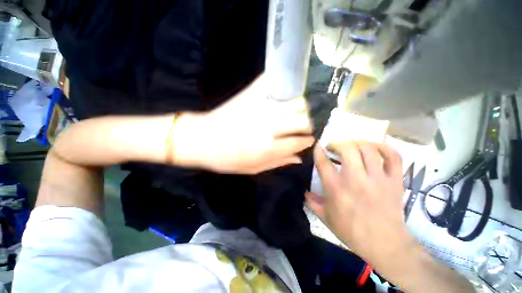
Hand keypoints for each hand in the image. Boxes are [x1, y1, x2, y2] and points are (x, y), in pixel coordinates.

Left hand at [174, 75, 314, 173]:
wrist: (201, 139)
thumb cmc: (226, 159)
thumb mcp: (253, 168)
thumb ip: (278, 162)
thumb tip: (299, 157)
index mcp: (270, 147)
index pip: (301, 141)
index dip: (308, 140)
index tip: (309, 139)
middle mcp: (271, 125)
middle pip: (304, 119)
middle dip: (310, 123)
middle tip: (308, 126)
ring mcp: (262, 106)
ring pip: (296, 101)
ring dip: (303, 107)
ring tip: (302, 111)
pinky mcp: (252, 93)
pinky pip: (274, 82)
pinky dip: (285, 83)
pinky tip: (289, 89)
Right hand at [305, 141, 416, 269]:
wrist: (385, 244)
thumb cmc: (351, 231)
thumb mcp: (326, 218)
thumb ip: (313, 203)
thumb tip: (305, 192)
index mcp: (336, 189)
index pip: (323, 163)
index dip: (318, 150)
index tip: (318, 145)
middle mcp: (355, 180)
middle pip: (348, 150)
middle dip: (338, 143)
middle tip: (334, 145)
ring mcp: (377, 179)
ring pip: (368, 150)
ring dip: (357, 142)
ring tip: (352, 144)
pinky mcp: (394, 181)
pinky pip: (393, 157)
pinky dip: (384, 147)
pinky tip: (375, 147)